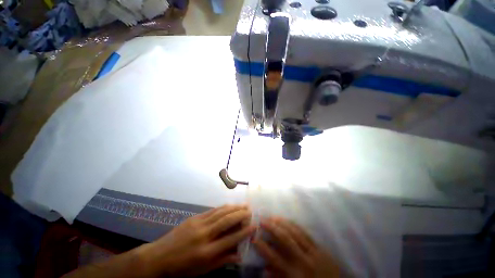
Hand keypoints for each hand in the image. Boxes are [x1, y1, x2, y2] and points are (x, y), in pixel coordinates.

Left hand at [138, 204, 254, 276]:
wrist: (159, 257)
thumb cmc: (182, 268)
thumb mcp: (202, 271)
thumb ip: (222, 261)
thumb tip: (239, 255)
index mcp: (206, 252)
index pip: (230, 239)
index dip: (244, 232)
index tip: (254, 225)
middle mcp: (204, 235)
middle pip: (226, 221)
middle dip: (241, 215)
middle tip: (250, 211)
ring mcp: (199, 223)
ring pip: (220, 212)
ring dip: (233, 208)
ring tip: (243, 205)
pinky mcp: (194, 217)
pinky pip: (212, 210)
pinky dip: (223, 207)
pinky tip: (229, 205)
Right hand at [253, 217, 339, 277]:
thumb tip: (265, 270)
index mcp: (296, 275)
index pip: (275, 259)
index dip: (263, 248)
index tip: (254, 239)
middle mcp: (304, 261)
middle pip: (285, 240)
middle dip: (272, 228)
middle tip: (262, 220)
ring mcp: (314, 252)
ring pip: (295, 232)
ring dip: (282, 223)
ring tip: (272, 217)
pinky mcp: (320, 248)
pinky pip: (305, 233)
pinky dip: (294, 225)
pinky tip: (287, 220)